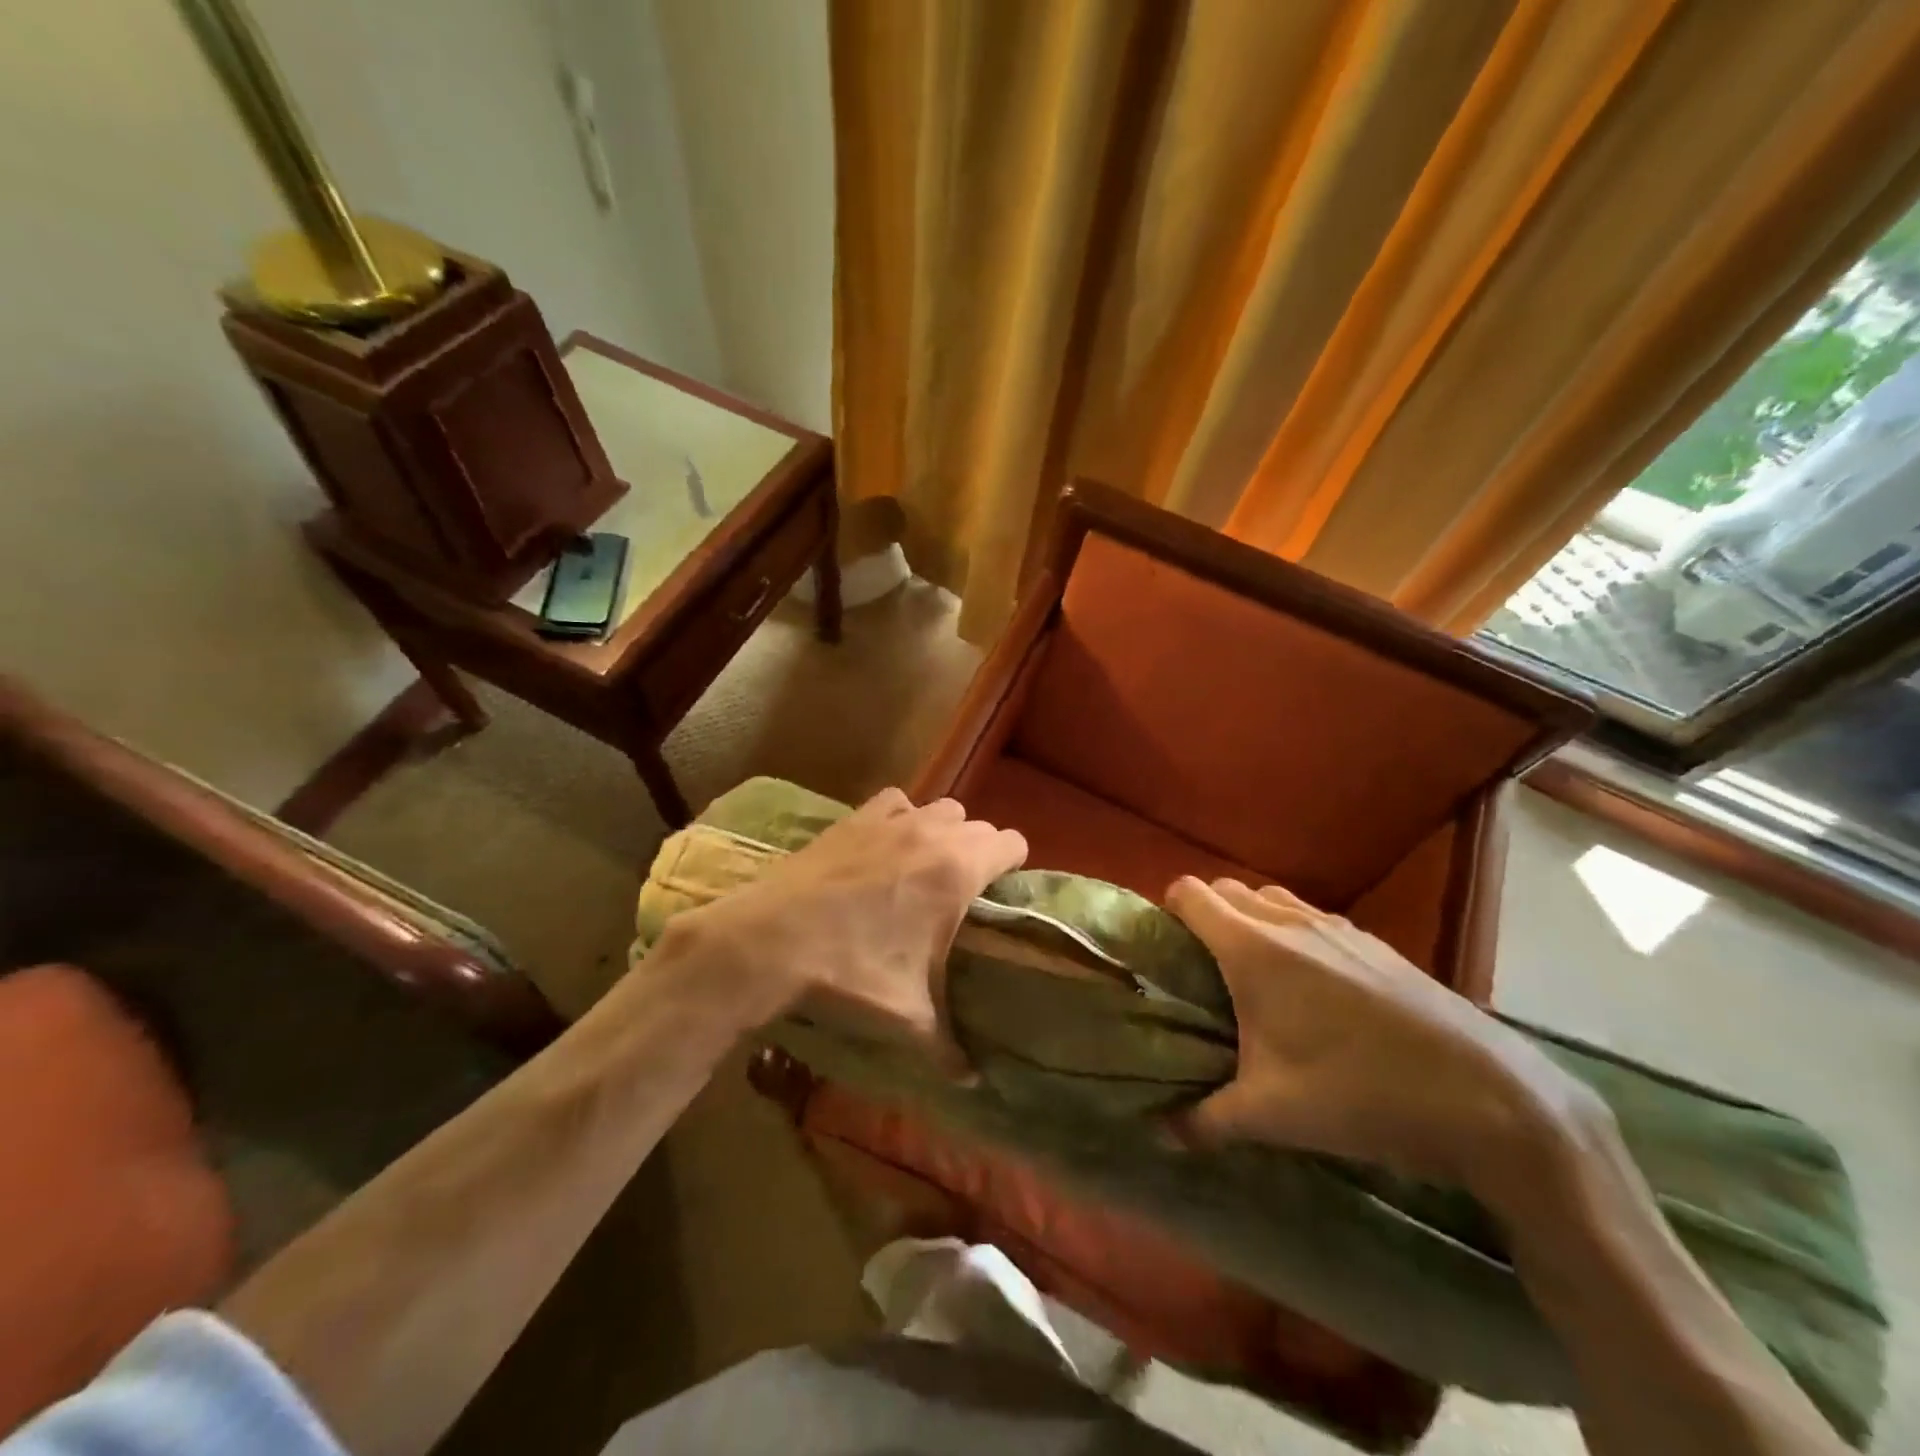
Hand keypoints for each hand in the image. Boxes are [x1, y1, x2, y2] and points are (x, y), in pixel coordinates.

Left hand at [670, 789, 1026, 1070]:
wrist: (772, 941)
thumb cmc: (852, 972)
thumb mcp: (907, 1016)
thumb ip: (948, 1048)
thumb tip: (972, 1082)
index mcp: (958, 870)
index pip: (1013, 842)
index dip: (1012, 866)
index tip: (1000, 894)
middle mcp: (932, 833)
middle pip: (978, 826)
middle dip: (978, 854)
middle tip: (961, 893)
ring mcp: (891, 820)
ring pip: (940, 809)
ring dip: (942, 832)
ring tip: (925, 867)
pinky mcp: (855, 817)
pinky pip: (896, 802)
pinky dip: (901, 817)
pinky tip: (886, 845)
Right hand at [1165, 877, 1596, 1191]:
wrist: (1490, 1097)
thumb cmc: (1361, 1093)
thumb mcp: (1272, 1115)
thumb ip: (1205, 1120)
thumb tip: (1160, 1132)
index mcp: (1253, 948)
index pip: (1189, 893)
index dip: (1168, 913)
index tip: (1167, 955)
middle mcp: (1290, 921)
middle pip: (1227, 890)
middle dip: (1207, 919)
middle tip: (1204, 974)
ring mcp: (1338, 927)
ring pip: (1272, 900)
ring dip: (1252, 923)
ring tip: (1258, 981)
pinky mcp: (1376, 943)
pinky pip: (1314, 918)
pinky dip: (1295, 936)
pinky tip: (1317, 994)